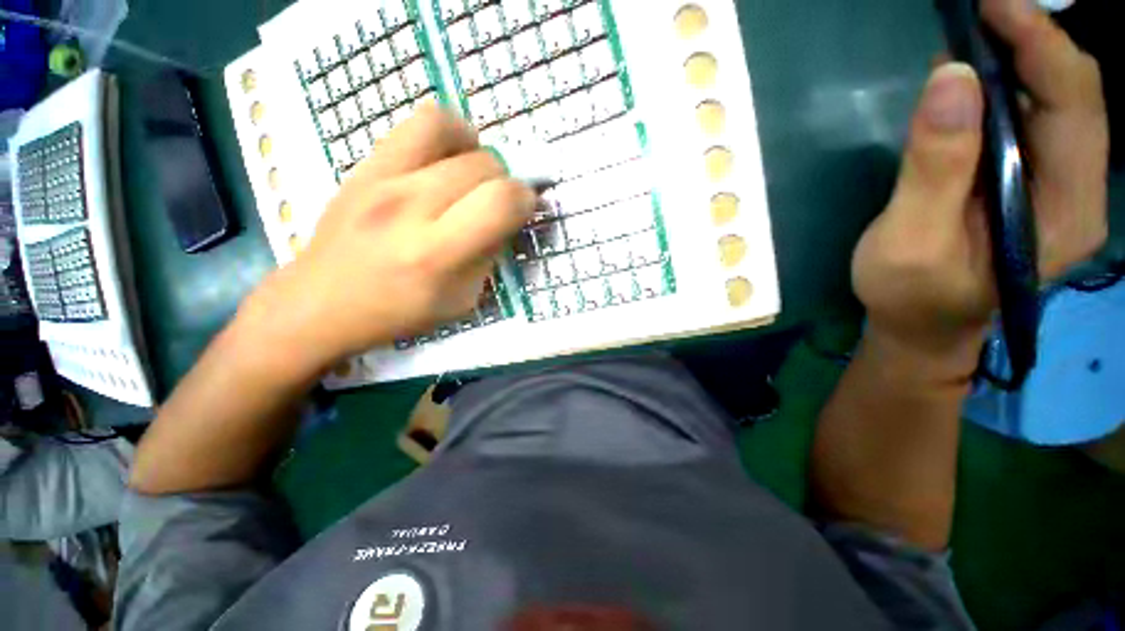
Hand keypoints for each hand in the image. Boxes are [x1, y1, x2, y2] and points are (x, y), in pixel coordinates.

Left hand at [245, 104, 534, 371]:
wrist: (321, 302)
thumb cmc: (398, 312)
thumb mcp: (461, 301)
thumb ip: (489, 257)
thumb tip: (507, 219)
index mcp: (436, 254)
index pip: (502, 202)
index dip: (526, 201)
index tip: (524, 210)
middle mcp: (409, 207)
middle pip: (484, 165)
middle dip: (505, 182)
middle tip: (495, 203)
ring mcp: (381, 178)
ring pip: (454, 131)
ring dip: (478, 152)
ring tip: (472, 176)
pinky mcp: (365, 164)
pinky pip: (419, 123)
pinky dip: (448, 134)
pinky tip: (446, 161)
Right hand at [851, 0, 1107, 379]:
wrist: (922, 327)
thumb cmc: (909, 296)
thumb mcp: (909, 241)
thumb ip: (934, 169)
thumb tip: (951, 78)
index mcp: (1065, 209)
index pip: (1073, 102)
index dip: (1039, 43)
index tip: (991, 4)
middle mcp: (1080, 189)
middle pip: (1076, 93)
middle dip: (1033, 40)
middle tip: (979, 10)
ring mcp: (1062, 186)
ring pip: (1060, 101)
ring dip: (1023, 57)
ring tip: (976, 33)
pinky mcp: (1037, 184)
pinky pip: (1038, 119)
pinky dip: (1012, 85)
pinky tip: (978, 78)